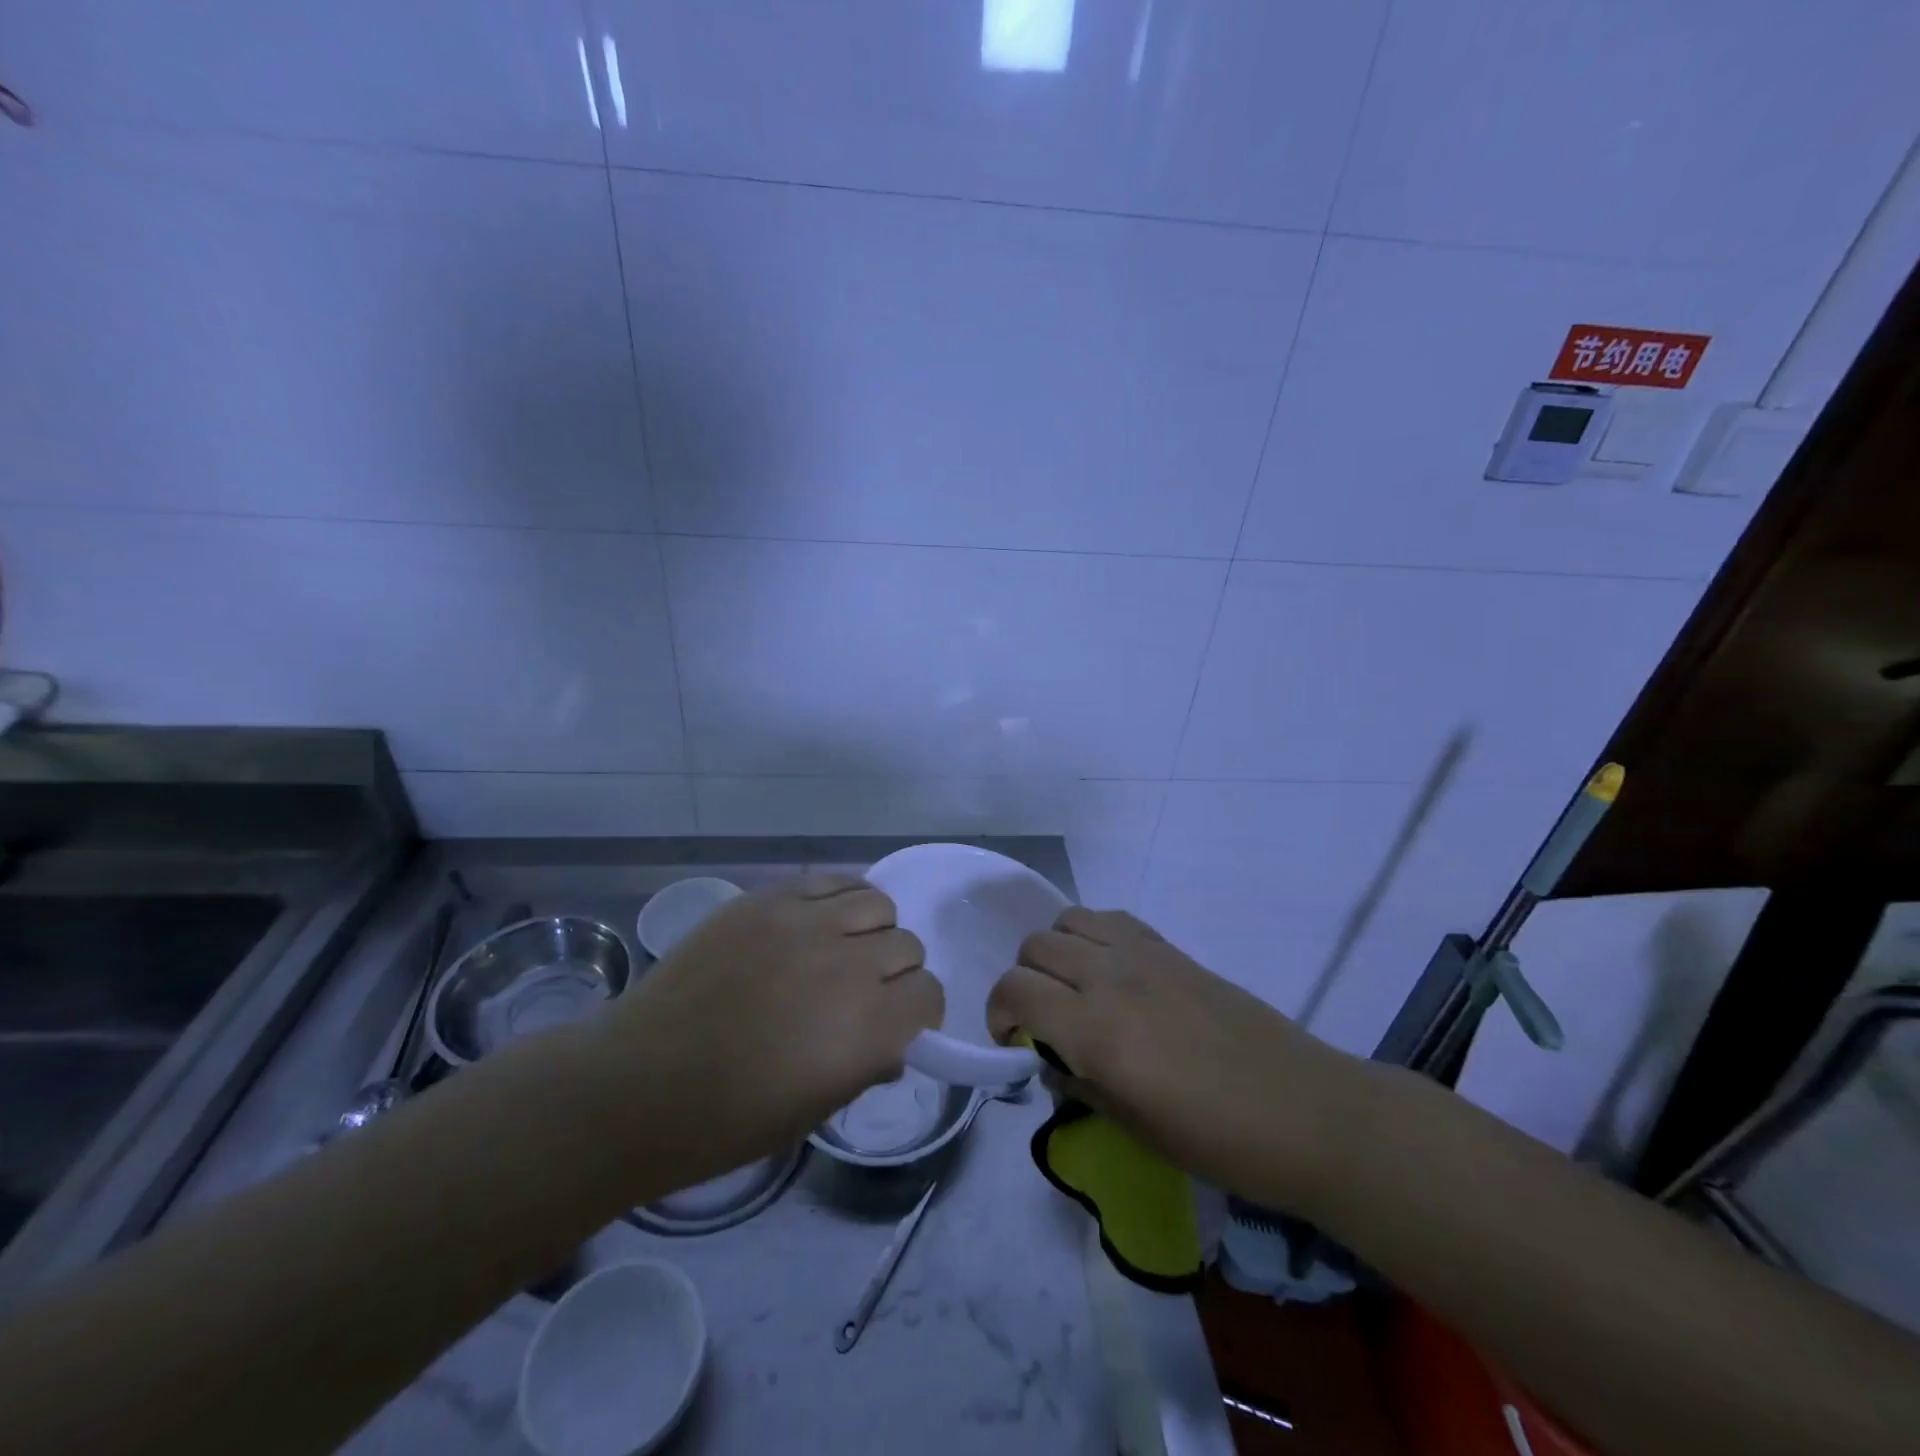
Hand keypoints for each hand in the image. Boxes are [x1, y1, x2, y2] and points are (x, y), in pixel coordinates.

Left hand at [604, 874, 942, 1179]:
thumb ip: (867, 1067)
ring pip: (876, 902)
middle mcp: (847, 963)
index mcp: (867, 1027)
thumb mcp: (814, 1111)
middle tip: (862, 992)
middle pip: (907, 944)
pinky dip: (836, 900)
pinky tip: (816, 924)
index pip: (929, 993)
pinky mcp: (767, 899)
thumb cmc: (728, 1120)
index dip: (918, 1011)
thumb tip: (893, 1046)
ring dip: (870, 930)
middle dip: (895, 972)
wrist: (638, 1083)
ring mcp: (804, 922)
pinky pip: (828, 880)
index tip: (897, 1023)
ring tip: (840, 950)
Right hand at [987, 908, 1357, 1206]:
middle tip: (1041, 1019)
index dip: (998, 1012)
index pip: (1015, 989)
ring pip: (1068, 921)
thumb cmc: (1217, 1139)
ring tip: (1072, 987)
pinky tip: (1110, 970)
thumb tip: (1051, 1063)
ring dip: (1055, 950)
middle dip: (1023, 980)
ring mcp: (1143, 955)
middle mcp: (1109, 978)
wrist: (1304, 1110)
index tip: (1011, 1041)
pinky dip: (1092, 936)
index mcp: (1095, 1030)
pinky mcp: (1171, 948)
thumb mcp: (1133, 1127)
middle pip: (1035, 947)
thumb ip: (1079, 1085)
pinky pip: (1111, 919)